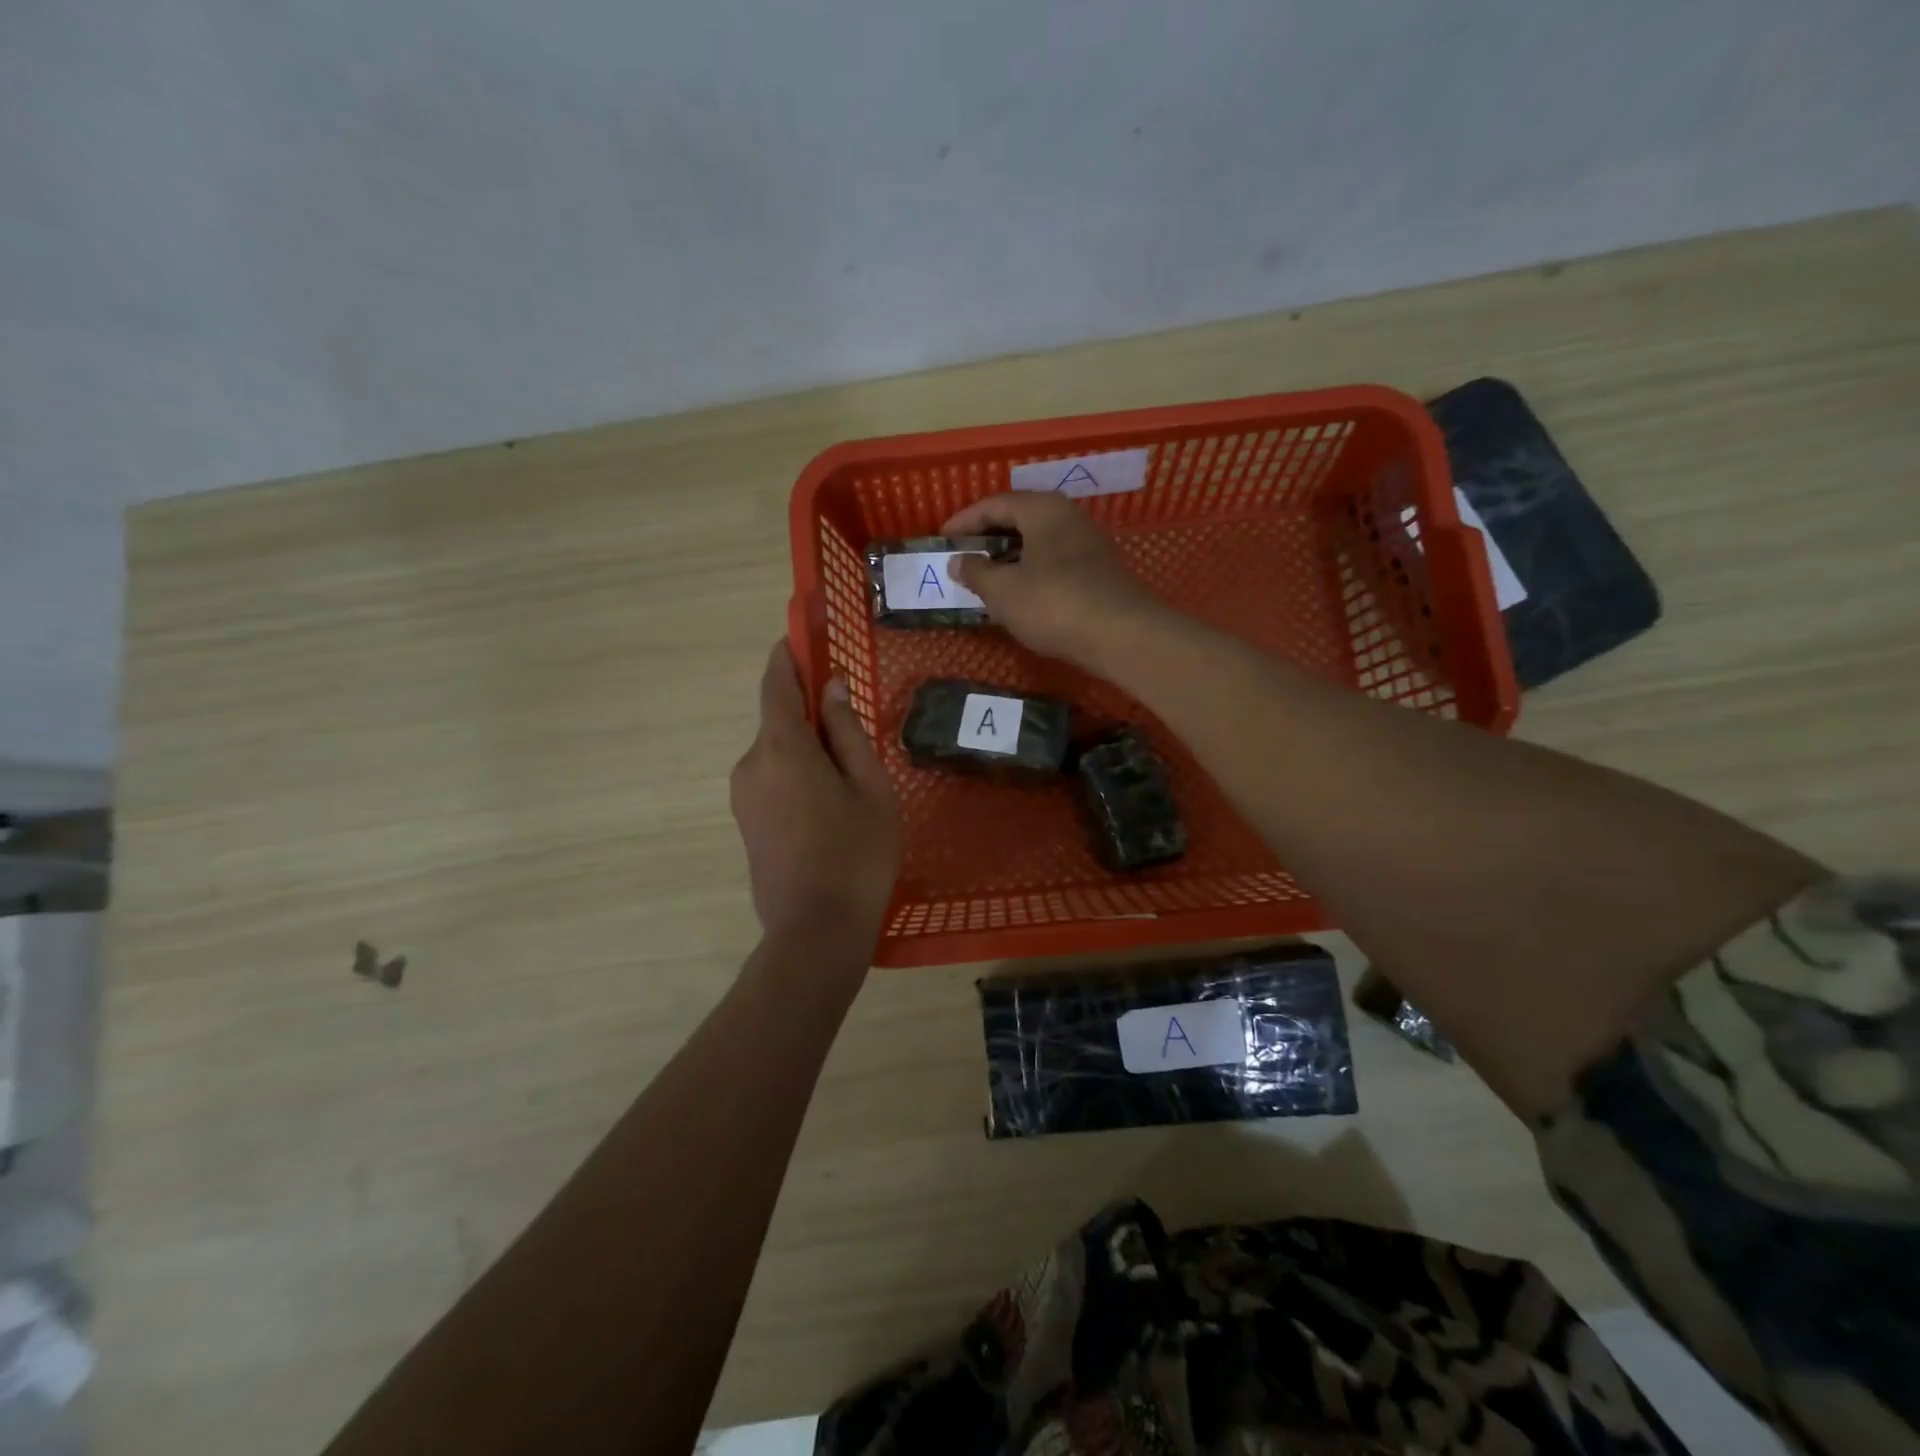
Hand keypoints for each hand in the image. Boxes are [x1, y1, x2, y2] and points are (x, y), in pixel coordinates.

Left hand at [730, 642, 900, 942]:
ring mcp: (743, 796)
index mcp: (782, 748)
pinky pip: (772, 781)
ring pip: (778, 754)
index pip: (777, 683)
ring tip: (850, 787)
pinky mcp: (745, 823)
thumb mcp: (870, 787)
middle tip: (855, 736)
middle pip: (780, 721)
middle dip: (812, 716)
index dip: (789, 656)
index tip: (804, 638)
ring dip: (808, 752)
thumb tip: (831, 688)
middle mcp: (751, 764)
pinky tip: (830, 810)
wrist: (815, 931)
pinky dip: (798, 777)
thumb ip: (848, 732)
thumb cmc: (856, 854)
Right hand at [942, 493, 1164, 669]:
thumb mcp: (1003, 590)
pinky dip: (1030, 573)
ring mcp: (1088, 545)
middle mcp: (1068, 517)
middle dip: (988, 539)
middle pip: (1019, 520)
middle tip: (962, 559)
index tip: (942, 540)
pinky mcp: (1098, 572)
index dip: (964, 521)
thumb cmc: (1053, 604)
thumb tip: (959, 561)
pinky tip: (1019, 596)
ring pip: (1038, 543)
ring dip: (1009, 559)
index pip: (995, 504)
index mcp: (1043, 509)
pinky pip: (1053, 563)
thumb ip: (976, 572)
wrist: (1122, 636)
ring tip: (985, 580)